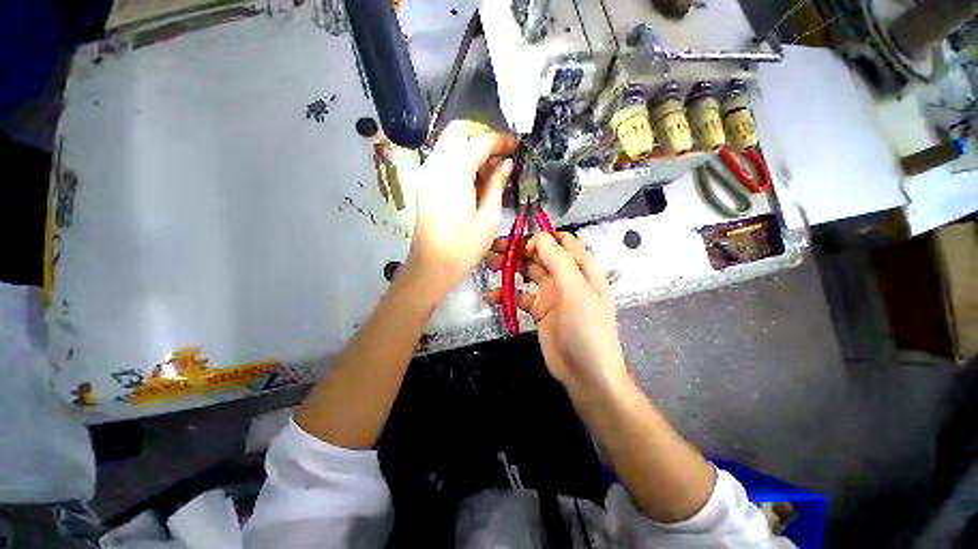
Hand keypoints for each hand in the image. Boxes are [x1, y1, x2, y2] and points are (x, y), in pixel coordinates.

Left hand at [405, 120, 516, 299]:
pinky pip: (443, 157)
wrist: (431, 265)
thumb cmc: (464, 247)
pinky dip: (459, 157)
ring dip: (470, 145)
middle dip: (481, 133)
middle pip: (458, 130)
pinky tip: (473, 177)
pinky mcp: (424, 183)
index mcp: (456, 172)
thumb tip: (506, 163)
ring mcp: (427, 173)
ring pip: (448, 142)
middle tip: (500, 152)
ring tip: (489, 166)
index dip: (500, 140)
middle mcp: (437, 164)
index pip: (480, 140)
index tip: (516, 146)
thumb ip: (497, 184)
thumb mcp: (489, 217)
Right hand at [486, 232, 628, 397]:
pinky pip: (519, 296)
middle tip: (494, 252)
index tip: (520, 245)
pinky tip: (491, 297)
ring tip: (490, 267)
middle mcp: (565, 277)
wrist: (586, 374)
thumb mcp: (577, 292)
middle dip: (518, 251)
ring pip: (527, 273)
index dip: (540, 239)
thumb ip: (559, 262)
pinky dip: (506, 295)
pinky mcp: (538, 310)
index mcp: (580, 268)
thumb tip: (540, 236)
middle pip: (539, 255)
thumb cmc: (587, 330)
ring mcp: (551, 293)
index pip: (560, 242)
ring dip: (509, 269)